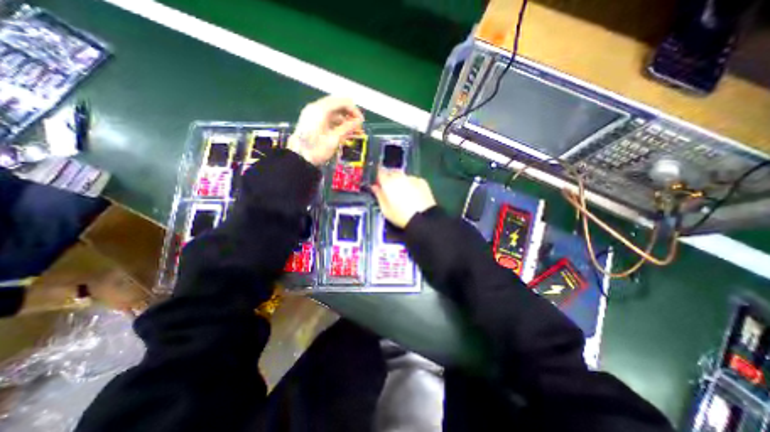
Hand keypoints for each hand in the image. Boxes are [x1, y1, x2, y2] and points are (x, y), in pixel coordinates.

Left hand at [287, 94, 363, 164]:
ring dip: (344, 119)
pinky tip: (343, 132)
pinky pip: (327, 117)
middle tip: (358, 126)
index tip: (361, 123)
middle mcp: (316, 107)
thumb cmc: (317, 149)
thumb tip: (359, 121)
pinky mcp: (311, 121)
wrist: (298, 159)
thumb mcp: (334, 139)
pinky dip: (336, 122)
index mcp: (321, 109)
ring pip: (333, 111)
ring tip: (352, 131)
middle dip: (350, 114)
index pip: (342, 101)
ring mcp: (312, 113)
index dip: (354, 110)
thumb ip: (348, 127)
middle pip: (337, 104)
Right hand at [369, 171, 435, 228]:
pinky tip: (412, 193)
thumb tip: (375, 187)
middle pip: (392, 171)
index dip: (379, 176)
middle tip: (389, 187)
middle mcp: (400, 177)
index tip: (379, 182)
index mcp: (388, 183)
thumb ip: (379, 195)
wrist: (423, 219)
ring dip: (400, 180)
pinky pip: (412, 179)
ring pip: (403, 175)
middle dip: (389, 176)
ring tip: (401, 191)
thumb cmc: (401, 216)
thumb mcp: (385, 209)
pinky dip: (410, 183)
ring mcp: (412, 178)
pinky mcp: (422, 181)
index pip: (380, 172)